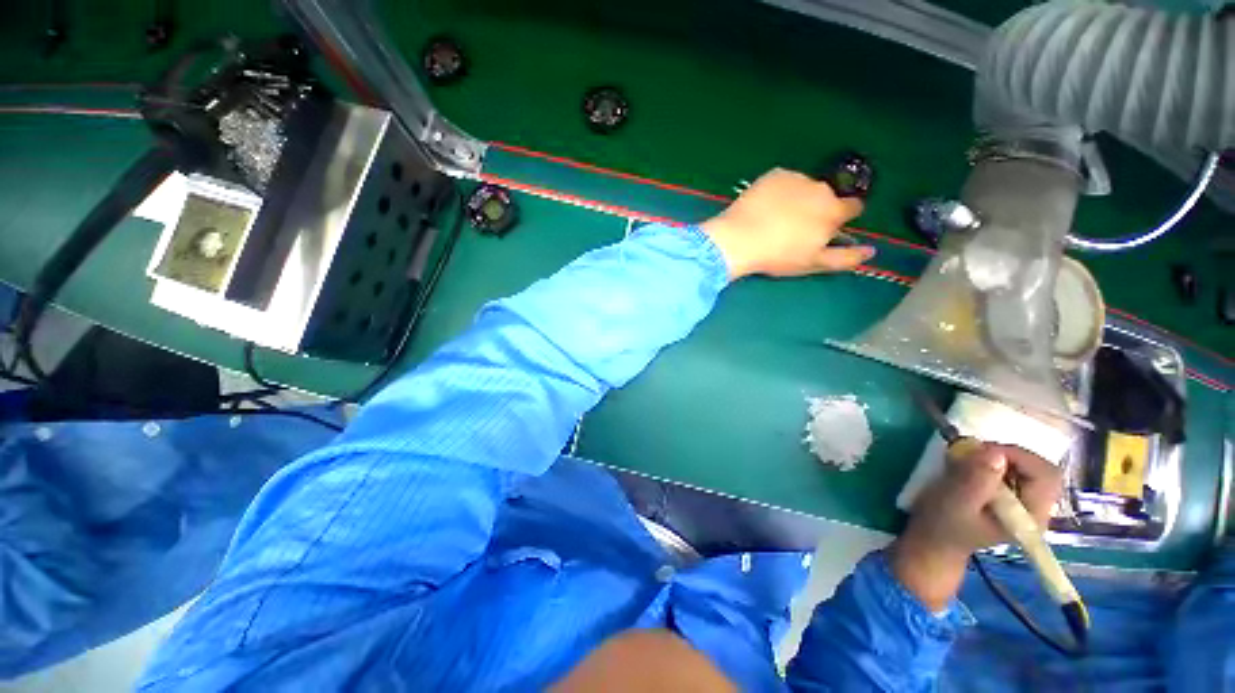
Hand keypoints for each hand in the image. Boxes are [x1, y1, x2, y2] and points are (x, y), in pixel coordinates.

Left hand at [700, 168, 873, 279]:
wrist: (739, 239)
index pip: (853, 207)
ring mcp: (797, 178)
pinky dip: (778, 192)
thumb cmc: (779, 255)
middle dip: (817, 209)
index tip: (825, 228)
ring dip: (797, 199)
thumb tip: (872, 251)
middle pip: (827, 197)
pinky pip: (783, 182)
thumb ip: (846, 257)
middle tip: (794, 227)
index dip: (841, 218)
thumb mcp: (814, 262)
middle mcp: (821, 188)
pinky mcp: (775, 174)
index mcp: (834, 210)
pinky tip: (764, 207)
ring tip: (775, 218)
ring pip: (804, 188)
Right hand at [891, 443, 1062, 610]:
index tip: (983, 452)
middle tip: (971, 454)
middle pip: (1037, 468)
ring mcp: (1023, 503)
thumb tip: (995, 454)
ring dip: (994, 457)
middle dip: (1005, 455)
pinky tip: (968, 468)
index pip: (1045, 474)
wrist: (932, 541)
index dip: (1017, 456)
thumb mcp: (954, 502)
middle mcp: (1036, 508)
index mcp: (1031, 516)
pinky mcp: (1009, 497)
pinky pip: (1010, 470)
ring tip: (965, 462)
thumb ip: (975, 480)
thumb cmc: (942, 524)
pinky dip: (989, 462)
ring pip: (1023, 466)